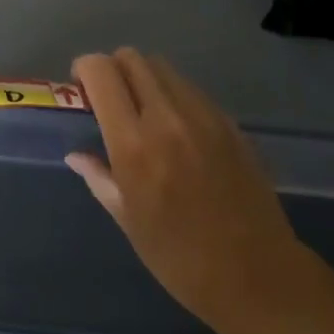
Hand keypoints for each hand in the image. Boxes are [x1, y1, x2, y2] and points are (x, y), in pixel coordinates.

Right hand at [68, 49, 315, 333]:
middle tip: (109, 99)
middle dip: (113, 69)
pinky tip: (177, 129)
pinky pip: (192, 90)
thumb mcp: (128, 221)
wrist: (257, 275)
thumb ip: (99, 177)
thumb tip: (77, 155)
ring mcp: (204, 116)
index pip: (102, 72)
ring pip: (164, 68)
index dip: (84, 70)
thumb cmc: (180, 258)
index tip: (80, 89)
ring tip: (143, 112)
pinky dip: (174, 95)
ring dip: (144, 79)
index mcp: (134, 144)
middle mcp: (167, 117)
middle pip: (133, 58)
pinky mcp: (230, 123)